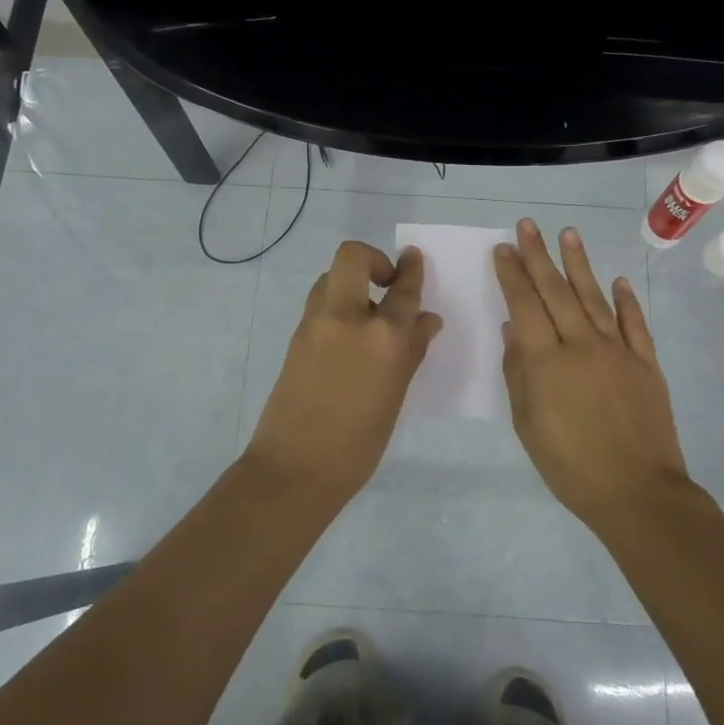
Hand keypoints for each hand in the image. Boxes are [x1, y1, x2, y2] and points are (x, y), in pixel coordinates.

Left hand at [245, 240, 443, 496]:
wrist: (296, 467)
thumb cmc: (359, 442)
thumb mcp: (395, 395)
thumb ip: (412, 350)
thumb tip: (427, 320)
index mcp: (382, 337)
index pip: (403, 289)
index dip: (411, 269)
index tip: (414, 257)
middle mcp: (347, 318)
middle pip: (353, 257)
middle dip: (372, 258)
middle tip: (385, 283)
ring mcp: (315, 324)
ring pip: (331, 278)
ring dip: (351, 282)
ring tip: (366, 314)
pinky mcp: (296, 337)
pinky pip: (319, 304)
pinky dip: (336, 305)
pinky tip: (347, 337)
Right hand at [494, 219, 688, 521]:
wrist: (637, 491)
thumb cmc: (570, 465)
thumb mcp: (528, 425)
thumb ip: (519, 373)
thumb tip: (513, 331)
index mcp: (547, 362)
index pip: (525, 306)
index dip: (512, 275)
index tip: (503, 248)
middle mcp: (582, 345)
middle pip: (556, 292)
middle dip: (538, 256)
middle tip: (527, 225)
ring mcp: (618, 351)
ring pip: (594, 297)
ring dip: (579, 264)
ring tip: (568, 234)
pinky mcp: (646, 363)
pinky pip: (634, 324)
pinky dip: (626, 300)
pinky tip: (618, 280)